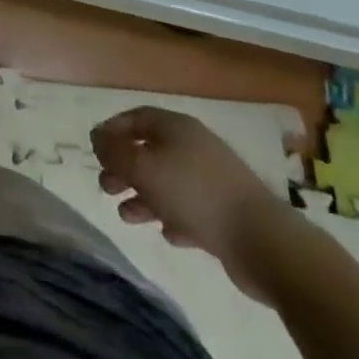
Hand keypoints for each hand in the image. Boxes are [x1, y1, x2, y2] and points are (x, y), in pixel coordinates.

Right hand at [89, 107, 287, 301]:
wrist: (263, 240)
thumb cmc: (195, 193)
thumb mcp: (144, 168)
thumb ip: (115, 152)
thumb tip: (95, 136)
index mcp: (176, 127)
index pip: (136, 118)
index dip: (113, 130)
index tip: (95, 150)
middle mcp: (193, 147)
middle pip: (150, 151)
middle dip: (125, 168)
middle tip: (106, 186)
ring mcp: (212, 180)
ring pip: (168, 182)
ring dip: (144, 196)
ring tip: (126, 215)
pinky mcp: (225, 213)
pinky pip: (189, 209)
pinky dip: (172, 216)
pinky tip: (166, 232)